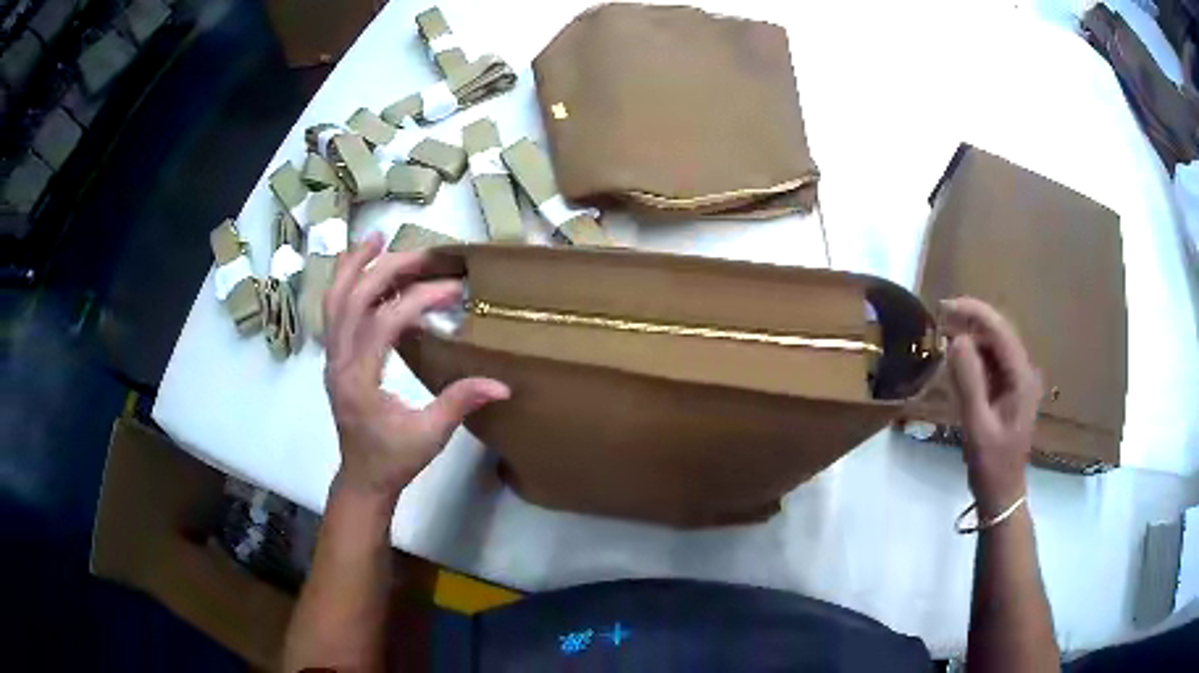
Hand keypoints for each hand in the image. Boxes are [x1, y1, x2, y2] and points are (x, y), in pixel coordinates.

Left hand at [323, 232, 509, 501]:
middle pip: (353, 301)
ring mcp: (331, 359)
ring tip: (376, 239)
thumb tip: (502, 384)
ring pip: (334, 301)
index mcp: (358, 382)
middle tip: (422, 254)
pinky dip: (345, 283)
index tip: (453, 289)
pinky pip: (333, 312)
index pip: (384, 324)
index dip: (418, 300)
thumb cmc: (394, 460)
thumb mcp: (430, 436)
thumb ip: (460, 404)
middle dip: (387, 270)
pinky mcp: (335, 358)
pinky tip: (360, 267)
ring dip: (354, 266)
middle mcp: (338, 363)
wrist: (362, 478)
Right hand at [942, 297, 1041, 517]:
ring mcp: (1018, 382)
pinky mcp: (1009, 391)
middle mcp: (1024, 372)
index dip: (974, 313)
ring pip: (995, 346)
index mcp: (1021, 378)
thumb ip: (969, 382)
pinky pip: (992, 362)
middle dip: (971, 320)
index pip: (1000, 331)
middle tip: (940, 318)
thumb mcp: (977, 426)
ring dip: (972, 336)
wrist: (1002, 494)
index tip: (944, 308)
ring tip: (944, 333)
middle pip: (999, 333)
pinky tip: (957, 358)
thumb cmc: (991, 464)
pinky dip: (974, 355)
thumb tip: (956, 340)